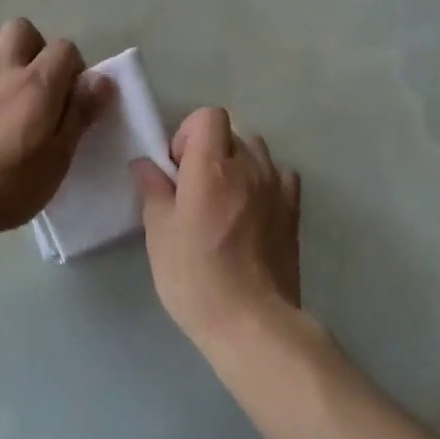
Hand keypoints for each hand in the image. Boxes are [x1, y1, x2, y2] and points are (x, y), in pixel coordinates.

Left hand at [0, 19, 110, 242]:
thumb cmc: (11, 184)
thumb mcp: (59, 156)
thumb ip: (80, 113)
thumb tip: (101, 79)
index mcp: (37, 83)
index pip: (64, 47)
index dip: (74, 68)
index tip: (73, 98)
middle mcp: (3, 71)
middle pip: (20, 28)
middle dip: (35, 47)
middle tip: (41, 84)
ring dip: (1, 54)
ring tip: (9, 86)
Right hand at [131, 108, 302, 353]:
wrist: (253, 322)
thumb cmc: (196, 278)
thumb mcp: (160, 234)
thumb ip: (153, 191)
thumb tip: (145, 164)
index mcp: (212, 167)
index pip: (209, 116)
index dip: (189, 134)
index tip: (178, 169)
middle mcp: (249, 167)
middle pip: (231, 132)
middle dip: (210, 149)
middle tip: (193, 188)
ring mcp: (276, 188)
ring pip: (258, 151)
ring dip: (238, 163)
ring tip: (224, 199)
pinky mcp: (293, 211)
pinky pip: (281, 176)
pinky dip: (266, 181)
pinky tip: (253, 209)